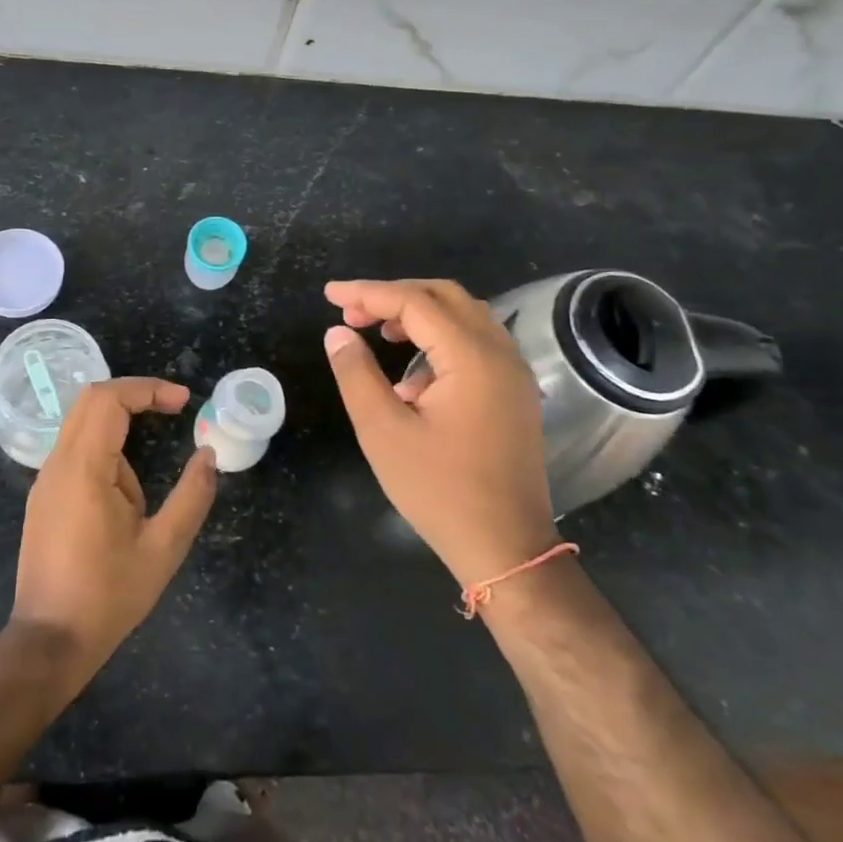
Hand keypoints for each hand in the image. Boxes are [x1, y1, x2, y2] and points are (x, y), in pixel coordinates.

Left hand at [9, 378, 216, 682]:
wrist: (48, 641)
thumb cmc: (108, 596)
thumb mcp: (163, 549)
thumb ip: (192, 497)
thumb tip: (209, 455)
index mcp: (84, 468)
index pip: (108, 399)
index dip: (147, 389)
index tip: (183, 401)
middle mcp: (58, 463)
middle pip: (91, 399)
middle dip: (134, 394)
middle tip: (172, 408)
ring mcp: (46, 478)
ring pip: (81, 422)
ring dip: (120, 424)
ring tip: (151, 464)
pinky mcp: (44, 495)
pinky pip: (75, 448)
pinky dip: (105, 444)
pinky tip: (125, 489)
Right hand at [323, 279, 556, 585]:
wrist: (507, 548)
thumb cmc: (440, 490)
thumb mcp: (383, 431)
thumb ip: (356, 374)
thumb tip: (338, 332)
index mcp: (471, 357)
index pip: (414, 302)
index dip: (367, 293)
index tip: (328, 295)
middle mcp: (500, 353)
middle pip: (444, 296)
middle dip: (393, 296)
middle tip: (351, 311)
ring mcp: (513, 373)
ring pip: (463, 316)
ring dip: (418, 314)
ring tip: (377, 332)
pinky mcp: (514, 393)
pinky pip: (475, 343)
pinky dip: (439, 340)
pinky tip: (411, 377)